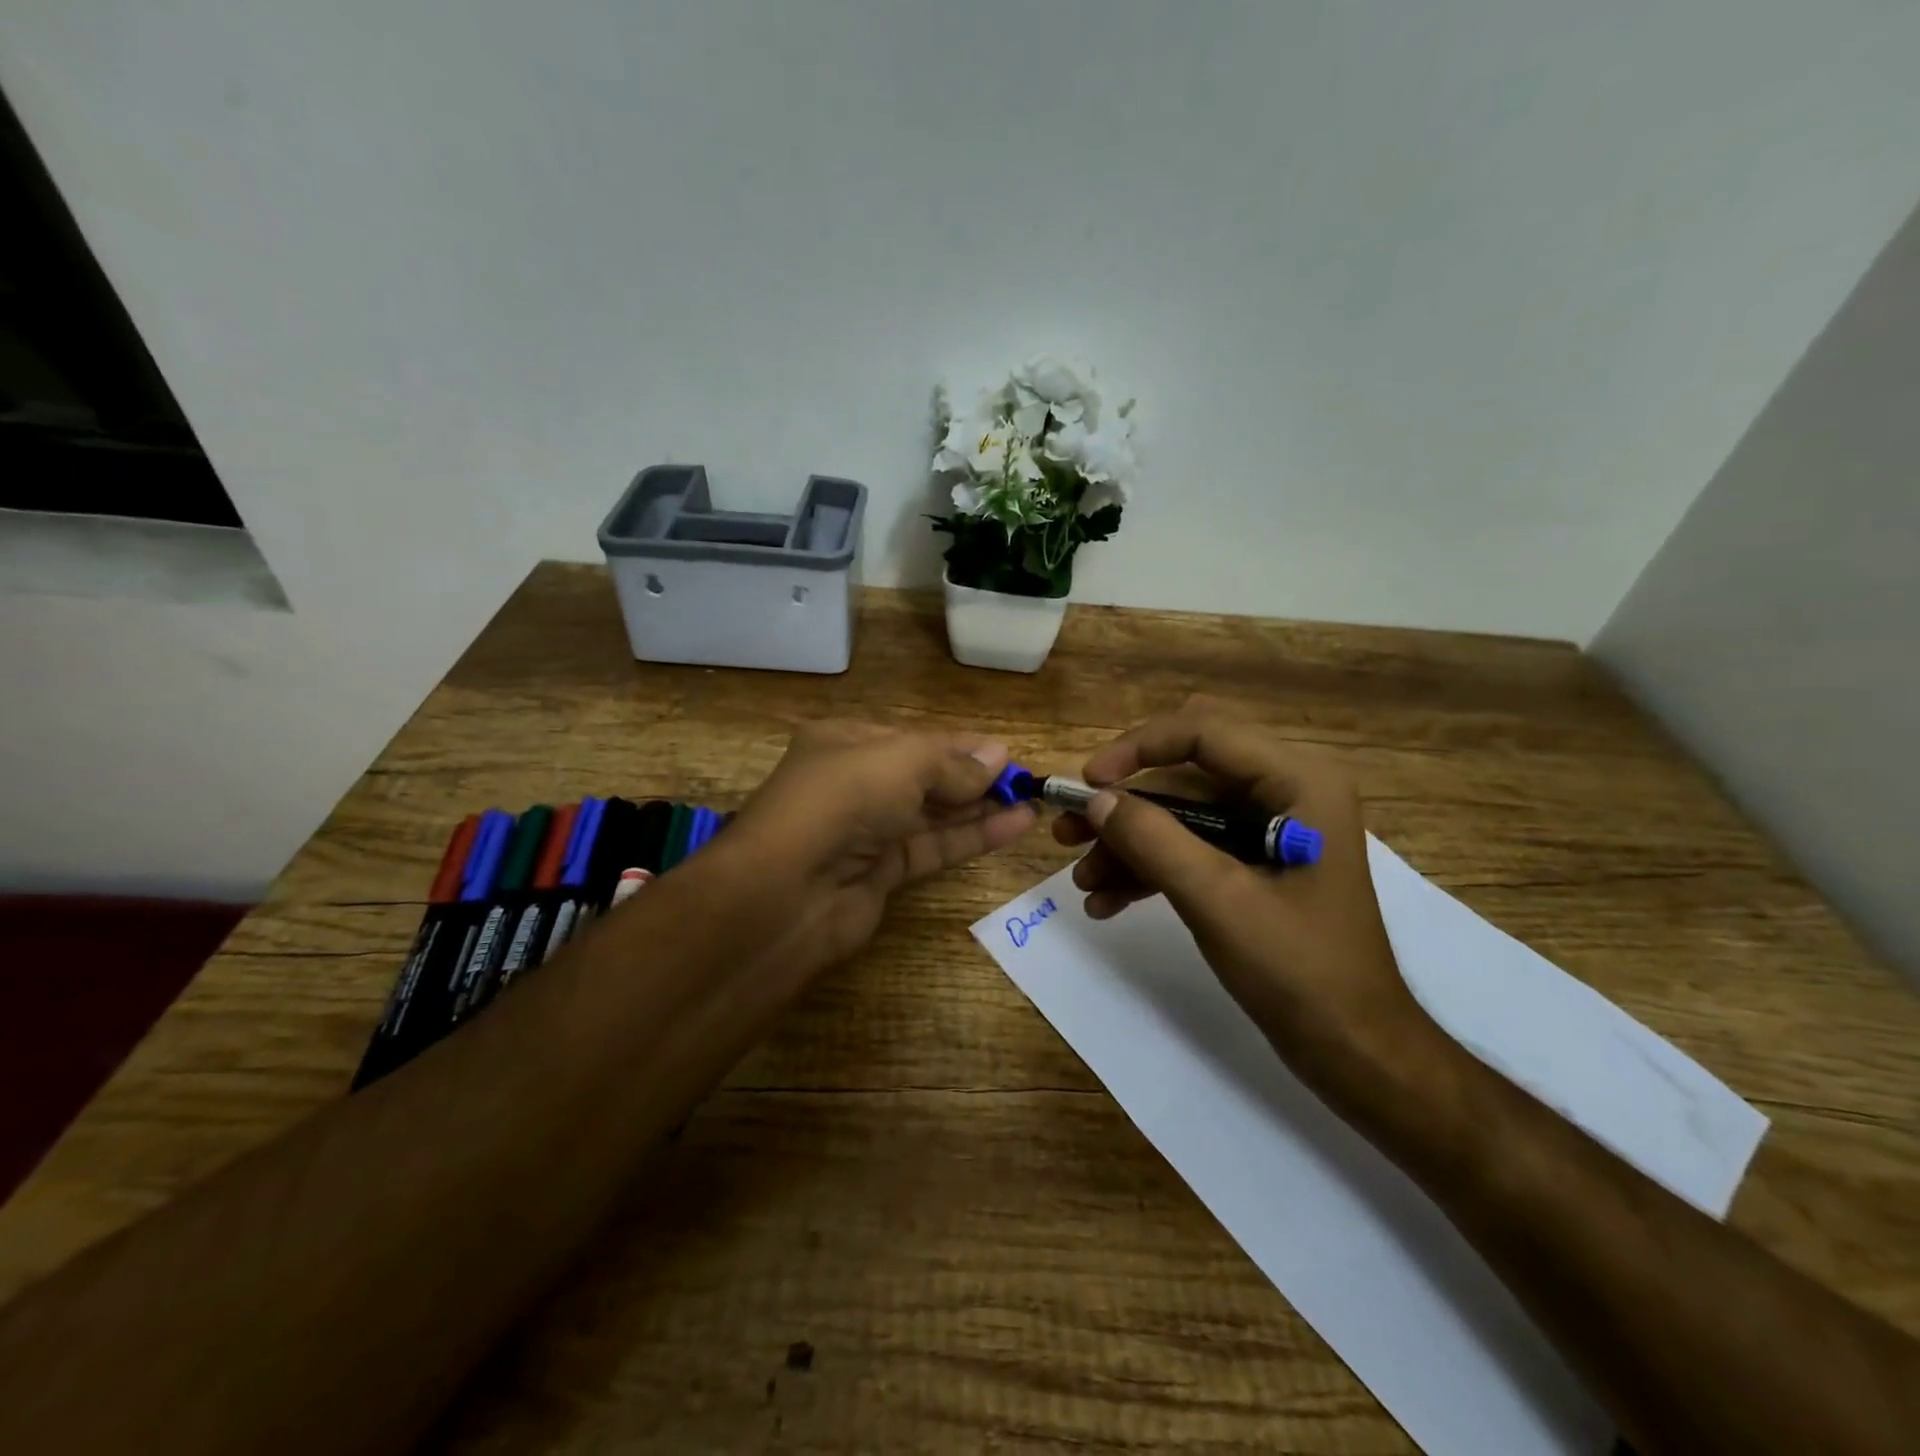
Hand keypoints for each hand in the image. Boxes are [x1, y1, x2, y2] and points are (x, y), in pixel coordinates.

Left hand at [714, 722, 1036, 983]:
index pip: (914, 739)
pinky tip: (1014, 826)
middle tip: (1026, 782)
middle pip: (925, 775)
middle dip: (974, 777)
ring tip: (1031, 803)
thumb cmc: (840, 802)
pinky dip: (972, 836)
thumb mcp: (899, 762)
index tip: (1007, 753)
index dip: (961, 746)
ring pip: (933, 813)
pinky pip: (934, 847)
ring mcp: (867, 830)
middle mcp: (855, 782)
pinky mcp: (881, 872)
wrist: (785, 893)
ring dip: (980, 807)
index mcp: (845, 742)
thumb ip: (952, 761)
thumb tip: (999, 756)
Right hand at [1055, 702, 1437, 1089]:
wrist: (1353, 1049)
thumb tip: (1095, 799)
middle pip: (1186, 772)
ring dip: (1130, 842)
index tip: (1086, 783)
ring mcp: (1272, 826)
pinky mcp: (1257, 861)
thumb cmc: (1300, 970)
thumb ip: (1153, 840)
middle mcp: (1287, 789)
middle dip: (1125, 804)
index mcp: (1299, 780)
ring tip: (1084, 881)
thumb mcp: (1217, 900)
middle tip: (1070, 831)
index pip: (1204, 732)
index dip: (1136, 748)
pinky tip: (1108, 901)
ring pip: (1182, 812)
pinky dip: (1151, 867)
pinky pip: (1193, 845)